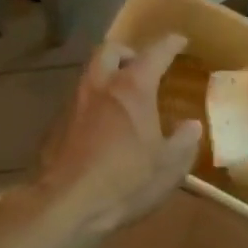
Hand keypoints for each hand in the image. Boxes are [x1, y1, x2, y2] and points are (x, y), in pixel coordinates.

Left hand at [32, 34, 202, 243]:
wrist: (65, 205)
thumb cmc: (125, 181)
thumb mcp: (169, 166)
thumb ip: (184, 141)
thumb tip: (191, 125)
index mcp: (132, 87)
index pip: (155, 52)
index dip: (170, 43)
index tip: (180, 41)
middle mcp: (100, 85)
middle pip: (110, 50)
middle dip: (128, 52)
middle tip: (142, 67)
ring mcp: (73, 103)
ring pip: (90, 73)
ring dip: (107, 77)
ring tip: (123, 98)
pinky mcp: (55, 125)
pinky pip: (78, 101)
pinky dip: (94, 103)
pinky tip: (103, 126)